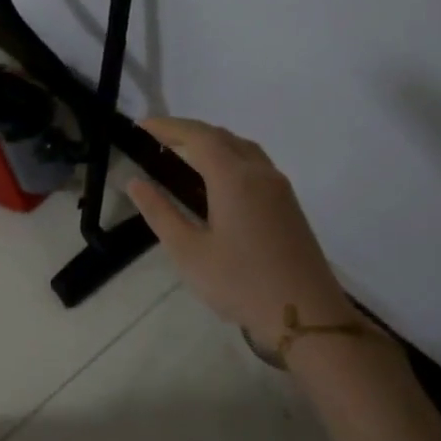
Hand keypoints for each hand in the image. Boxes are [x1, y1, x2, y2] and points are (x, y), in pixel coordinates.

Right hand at [126, 117, 352, 351]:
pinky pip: (254, 164)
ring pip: (242, 148)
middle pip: (222, 136)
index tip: (140, 126)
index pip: (198, 136)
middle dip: (187, 132)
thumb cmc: (239, 282)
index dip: (167, 126)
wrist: (305, 314)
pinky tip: (214, 181)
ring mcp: (279, 188)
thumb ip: (159, 212)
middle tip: (155, 140)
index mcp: (234, 178)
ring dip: (211, 143)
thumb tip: (135, 182)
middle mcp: (260, 173)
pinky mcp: (288, 205)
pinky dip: (228, 157)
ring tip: (181, 156)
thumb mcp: (188, 251)